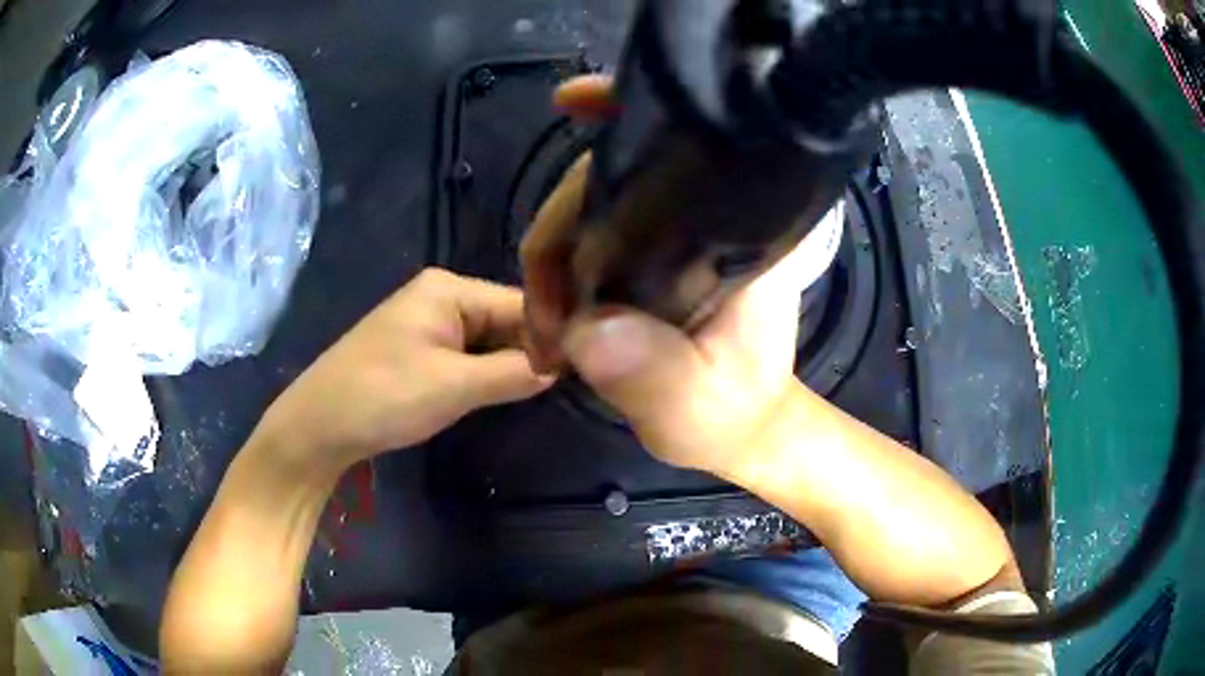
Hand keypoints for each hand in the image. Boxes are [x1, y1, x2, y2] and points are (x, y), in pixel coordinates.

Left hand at [259, 269, 551, 472]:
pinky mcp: (420, 349)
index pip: (520, 303)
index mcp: (448, 288)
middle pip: (505, 319)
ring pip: (488, 340)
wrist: (318, 426)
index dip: (553, 333)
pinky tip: (503, 392)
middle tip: (567, 386)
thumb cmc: (382, 396)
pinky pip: (468, 355)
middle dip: (531, 352)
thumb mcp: (453, 386)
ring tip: (543, 391)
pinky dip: (486, 374)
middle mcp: (441, 296)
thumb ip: (513, 373)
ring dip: (510, 365)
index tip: (587, 365)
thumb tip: (562, 367)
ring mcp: (428, 323)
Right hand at [521, 76, 811, 477]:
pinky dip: (561, 259)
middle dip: (557, 229)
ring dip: (552, 254)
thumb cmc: (733, 414)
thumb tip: (584, 330)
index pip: (685, 147)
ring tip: (546, 325)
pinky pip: (594, 232)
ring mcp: (675, 231)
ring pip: (593, 206)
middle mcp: (708, 214)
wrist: (742, 428)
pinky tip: (548, 299)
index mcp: (740, 231)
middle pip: (611, 178)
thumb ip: (653, 373)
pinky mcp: (653, 253)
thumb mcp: (698, 406)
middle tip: (543, 315)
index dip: (627, 113)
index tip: (574, 102)